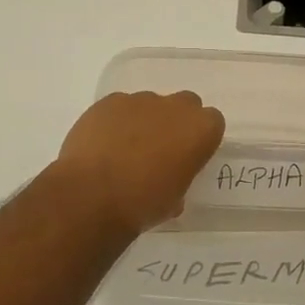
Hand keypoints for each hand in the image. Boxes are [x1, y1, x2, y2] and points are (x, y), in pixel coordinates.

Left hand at [51, 90, 225, 233]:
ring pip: (150, 105)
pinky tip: (103, 145)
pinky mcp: (109, 101)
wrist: (91, 196)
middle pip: (185, 105)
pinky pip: (119, 107)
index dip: (200, 139)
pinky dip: (116, 122)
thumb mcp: (174, 201)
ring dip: (144, 122)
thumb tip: (169, 177)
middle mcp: (175, 107)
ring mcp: (140, 100)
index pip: (212, 122)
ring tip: (124, 150)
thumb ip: (179, 179)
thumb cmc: (142, 204)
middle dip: (176, 122)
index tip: (188, 157)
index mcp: (200, 130)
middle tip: (160, 150)